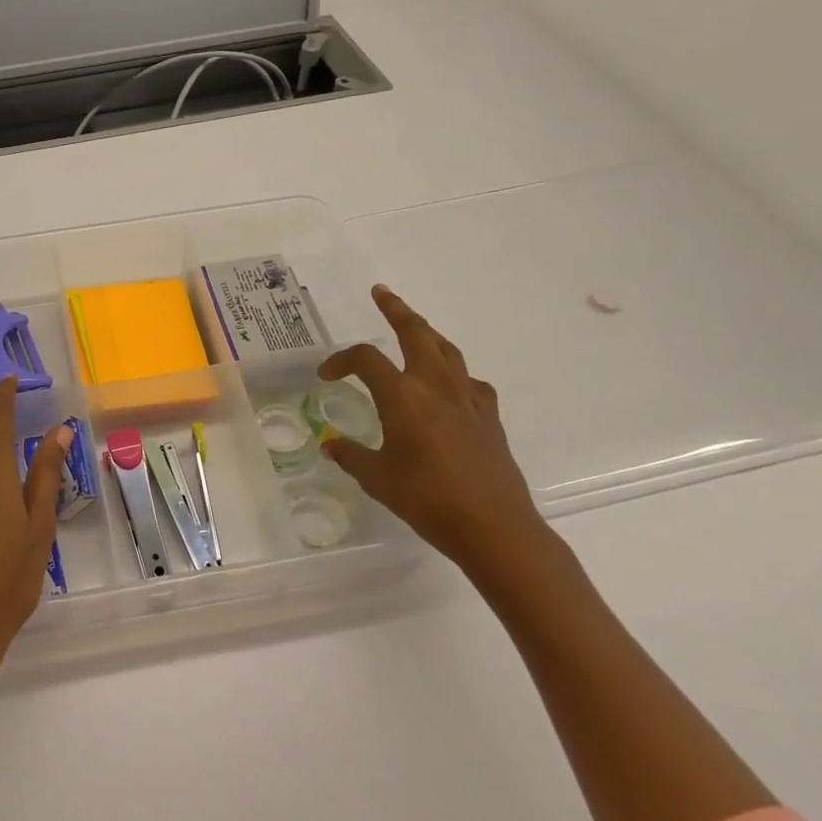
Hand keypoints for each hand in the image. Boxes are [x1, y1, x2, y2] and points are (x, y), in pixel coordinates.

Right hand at [317, 285, 548, 582]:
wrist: (495, 527)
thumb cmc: (428, 500)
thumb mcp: (377, 479)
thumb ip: (351, 456)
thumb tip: (331, 445)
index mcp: (402, 396)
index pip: (365, 359)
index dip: (340, 360)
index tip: (326, 375)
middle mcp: (435, 387)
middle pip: (416, 333)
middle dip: (397, 310)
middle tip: (381, 293)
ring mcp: (467, 399)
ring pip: (446, 350)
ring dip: (427, 333)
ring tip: (414, 329)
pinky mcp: (489, 417)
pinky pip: (469, 381)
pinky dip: (454, 373)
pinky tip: (449, 387)